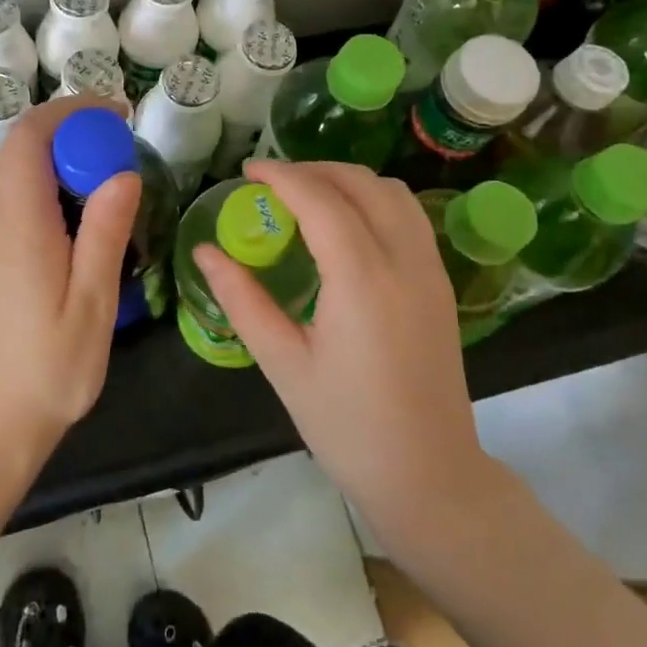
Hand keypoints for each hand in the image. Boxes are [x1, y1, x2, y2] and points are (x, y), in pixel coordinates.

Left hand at [0, 96, 140, 464]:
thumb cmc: (50, 366)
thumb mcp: (92, 302)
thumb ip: (105, 231)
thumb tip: (123, 171)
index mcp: (18, 222)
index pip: (32, 136)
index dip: (73, 111)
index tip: (118, 115)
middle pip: (21, 145)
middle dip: (69, 128)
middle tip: (119, 144)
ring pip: (14, 167)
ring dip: (57, 152)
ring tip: (105, 171)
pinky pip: (11, 192)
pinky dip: (44, 178)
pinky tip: (77, 209)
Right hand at [194, 160, 505, 552]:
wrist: (429, 476)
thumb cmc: (347, 425)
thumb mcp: (283, 364)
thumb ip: (242, 300)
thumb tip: (205, 252)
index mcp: (361, 279)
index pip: (321, 200)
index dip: (281, 176)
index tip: (247, 171)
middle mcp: (403, 261)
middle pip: (361, 183)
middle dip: (314, 170)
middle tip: (272, 183)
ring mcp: (430, 271)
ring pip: (393, 193)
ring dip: (348, 181)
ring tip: (308, 196)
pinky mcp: (441, 285)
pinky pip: (409, 217)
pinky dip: (373, 200)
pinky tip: (346, 226)